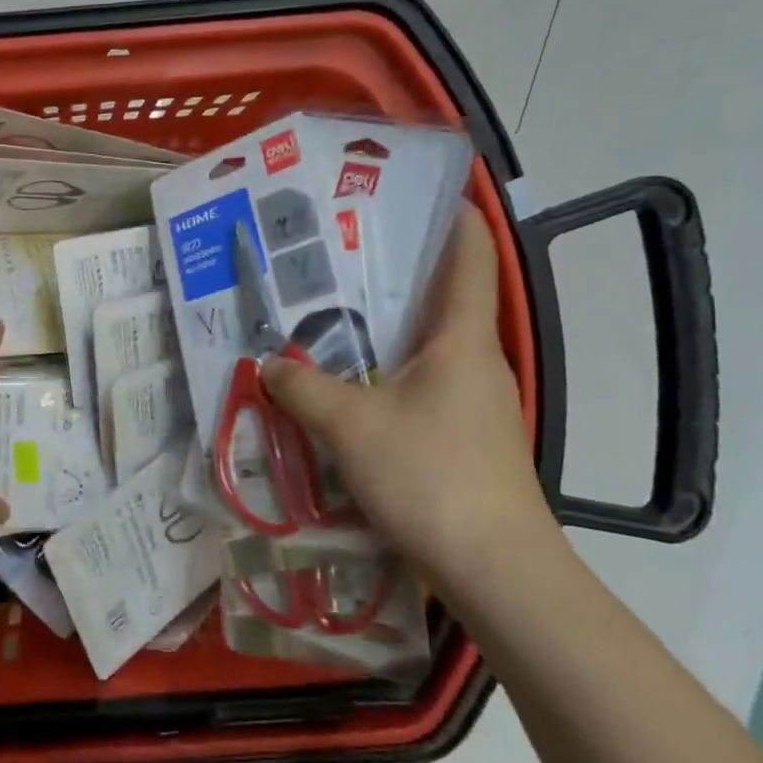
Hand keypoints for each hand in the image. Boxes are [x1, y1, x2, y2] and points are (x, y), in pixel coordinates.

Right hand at [259, 206, 554, 587]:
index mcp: (462, 339)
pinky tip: (348, 386)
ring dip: (386, 328)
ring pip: (428, 345)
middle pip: (443, 297)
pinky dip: (387, 373)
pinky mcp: (464, 437)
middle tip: (335, 257)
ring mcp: (474, 401)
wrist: (494, 568)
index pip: (470, 256)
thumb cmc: (431, 476)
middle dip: (395, 272)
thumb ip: (304, 388)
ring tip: (328, 316)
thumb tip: (267, 363)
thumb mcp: (352, 426)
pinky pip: (421, 384)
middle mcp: (476, 360)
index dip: (452, 217)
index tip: (412, 195)